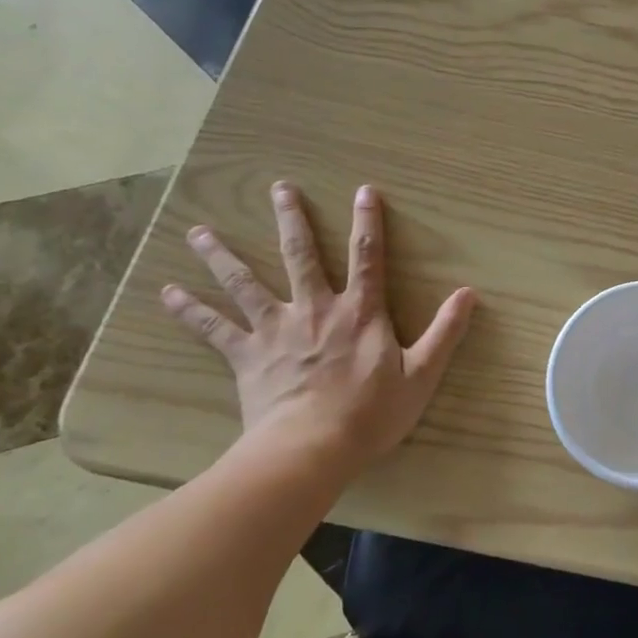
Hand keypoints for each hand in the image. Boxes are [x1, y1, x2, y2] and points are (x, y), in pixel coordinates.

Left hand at [162, 181, 476, 460]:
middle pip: (301, 256)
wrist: (310, 449)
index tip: (364, 191)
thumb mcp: (422, 374)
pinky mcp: (247, 356)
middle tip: (280, 188)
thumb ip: (445, 332)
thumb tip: (469, 293)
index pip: (367, 257)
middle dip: (292, 220)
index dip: (368, 222)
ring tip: (201, 231)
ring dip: (223, 255)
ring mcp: (277, 330)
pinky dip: (190, 311)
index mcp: (360, 313)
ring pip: (246, 283)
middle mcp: (316, 310)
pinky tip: (168, 293)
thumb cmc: (371, 414)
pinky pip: (214, 329)